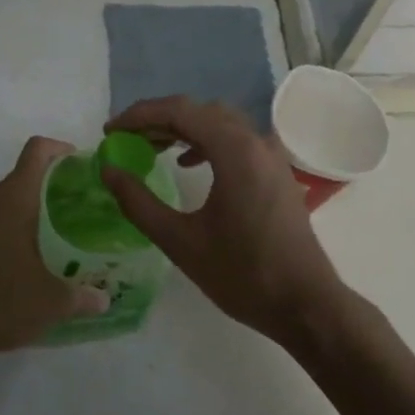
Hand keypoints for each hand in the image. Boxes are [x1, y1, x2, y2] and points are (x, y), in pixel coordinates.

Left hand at [0, 136, 109, 352]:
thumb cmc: (5, 300)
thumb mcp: (53, 302)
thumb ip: (83, 297)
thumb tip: (105, 300)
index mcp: (15, 201)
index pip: (36, 151)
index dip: (59, 149)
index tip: (80, 165)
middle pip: (23, 175)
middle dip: (52, 182)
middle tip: (80, 202)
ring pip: (8, 202)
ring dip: (32, 207)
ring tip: (61, 230)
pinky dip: (15, 229)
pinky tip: (32, 258)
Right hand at [101, 97, 347, 344]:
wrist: (306, 304)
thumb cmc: (243, 274)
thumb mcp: (180, 241)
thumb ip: (139, 203)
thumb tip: (108, 171)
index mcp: (234, 150)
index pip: (178, 111)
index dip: (139, 116)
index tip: (109, 132)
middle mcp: (255, 141)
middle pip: (199, 110)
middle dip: (158, 119)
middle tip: (125, 139)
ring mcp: (270, 154)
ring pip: (219, 122)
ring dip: (183, 127)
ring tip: (150, 147)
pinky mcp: (276, 171)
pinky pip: (236, 139)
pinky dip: (206, 140)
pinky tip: (188, 163)